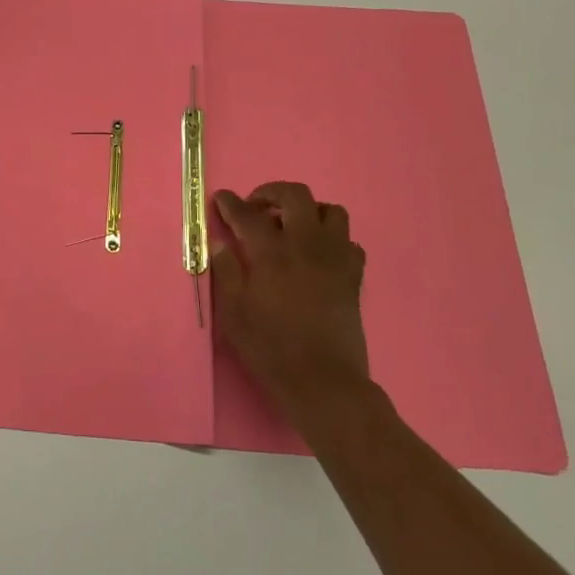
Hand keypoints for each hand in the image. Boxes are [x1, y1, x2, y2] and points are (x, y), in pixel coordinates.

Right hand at [212, 183, 372, 427]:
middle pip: (296, 196)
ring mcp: (335, 258)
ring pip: (331, 212)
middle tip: (257, 207)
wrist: (322, 381)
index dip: (230, 203)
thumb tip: (221, 244)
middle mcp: (306, 245)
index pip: (248, 214)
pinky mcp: (353, 276)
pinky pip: (350, 243)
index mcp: (272, 253)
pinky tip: (318, 256)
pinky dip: (333, 241)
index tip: (221, 198)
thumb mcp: (233, 313)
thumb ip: (227, 272)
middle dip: (272, 192)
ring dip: (309, 212)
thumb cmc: (270, 348)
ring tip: (292, 227)